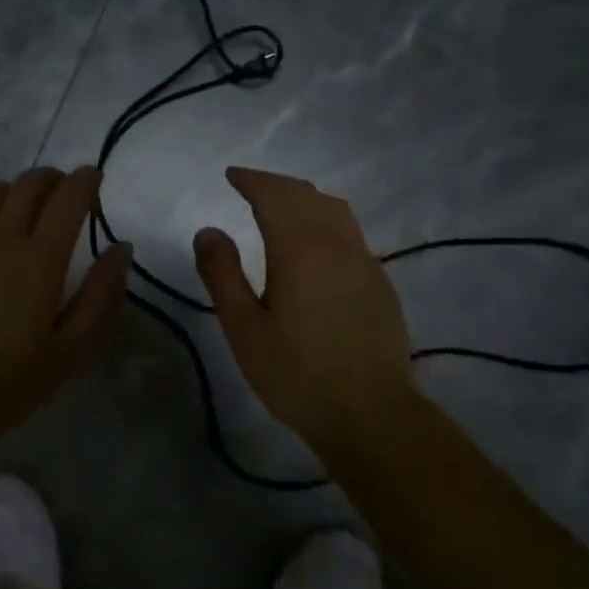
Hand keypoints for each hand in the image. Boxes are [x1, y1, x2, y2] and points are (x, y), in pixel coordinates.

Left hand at [0, 166, 131, 439]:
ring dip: (12, 193)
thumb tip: (121, 247)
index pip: (69, 197)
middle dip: (52, 180)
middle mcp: (0, 236)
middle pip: (30, 183)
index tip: (93, 179)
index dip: (85, 180)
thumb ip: (100, 296)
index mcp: (40, 259)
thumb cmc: (3, 383)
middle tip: (60, 196)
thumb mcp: (69, 352)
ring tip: (17, 214)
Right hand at [194, 167, 416, 446]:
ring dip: (305, 198)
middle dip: (275, 184)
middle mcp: (338, 243)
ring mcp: (365, 261)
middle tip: (250, 186)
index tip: (232, 175)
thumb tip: (208, 230)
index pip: (274, 195)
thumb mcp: (244, 329)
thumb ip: (222, 274)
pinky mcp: (381, 282)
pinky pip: (350, 232)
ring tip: (283, 206)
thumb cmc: (297, 374)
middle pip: (306, 195)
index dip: (252, 180)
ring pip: (335, 210)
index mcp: (301, 248)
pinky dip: (326, 220)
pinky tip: (317, 244)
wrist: (370, 414)